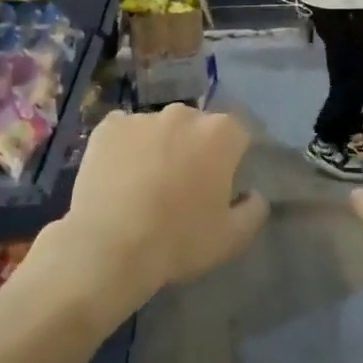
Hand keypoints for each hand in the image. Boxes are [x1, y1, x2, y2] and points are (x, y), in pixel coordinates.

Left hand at [52, 105, 266, 308]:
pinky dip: (125, 148)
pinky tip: (118, 176)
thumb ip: (254, 210)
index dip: (231, 160)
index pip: (237, 136)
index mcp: (220, 133)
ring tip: (144, 184)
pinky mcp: (108, 126)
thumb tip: (254, 194)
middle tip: (182, 186)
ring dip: (159, 147)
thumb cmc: (178, 240)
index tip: (219, 185)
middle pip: (197, 127)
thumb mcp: (232, 238)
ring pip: (159, 129)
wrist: (108, 247)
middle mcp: (184, 114)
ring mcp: (143, 117)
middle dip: (194, 149)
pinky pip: (124, 132)